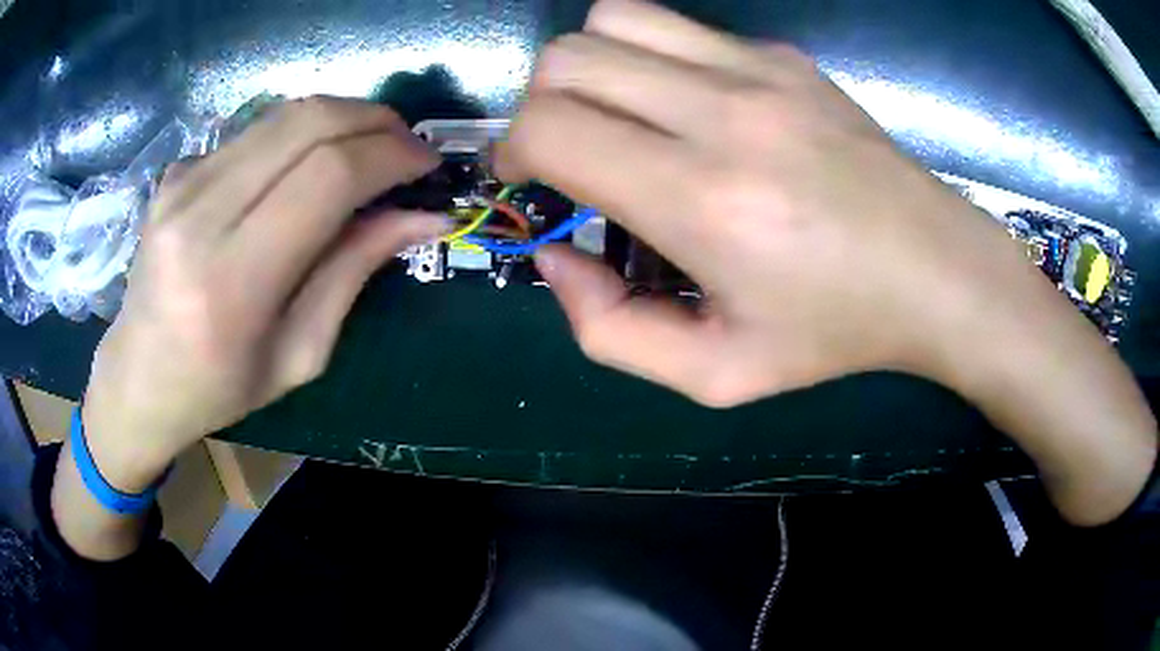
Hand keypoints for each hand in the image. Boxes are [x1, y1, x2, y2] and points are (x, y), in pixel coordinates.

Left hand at [81, 97, 445, 491]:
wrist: (138, 378)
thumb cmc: (219, 388)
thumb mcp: (299, 354)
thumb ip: (355, 271)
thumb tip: (424, 216)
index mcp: (231, 283)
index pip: (327, 176)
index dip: (390, 156)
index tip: (428, 164)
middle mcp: (200, 216)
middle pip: (308, 123)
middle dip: (375, 121)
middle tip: (407, 146)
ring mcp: (182, 183)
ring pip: (284, 113)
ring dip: (343, 117)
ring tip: (369, 148)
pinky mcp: (177, 170)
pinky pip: (256, 131)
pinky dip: (300, 135)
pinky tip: (307, 167)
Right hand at [498, 0, 1032, 406]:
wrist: (937, 272)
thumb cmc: (835, 331)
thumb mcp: (715, 375)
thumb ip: (610, 331)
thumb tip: (558, 256)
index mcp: (704, 200)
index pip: (551, 128)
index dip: (513, 150)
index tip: (529, 179)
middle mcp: (726, 113)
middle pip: (568, 59)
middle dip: (539, 106)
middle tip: (567, 152)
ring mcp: (761, 70)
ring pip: (614, 19)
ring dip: (588, 66)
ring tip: (615, 117)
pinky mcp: (786, 56)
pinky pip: (680, 28)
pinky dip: (650, 58)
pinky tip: (685, 107)